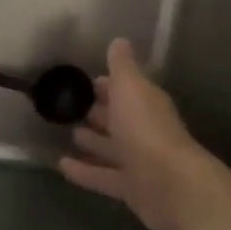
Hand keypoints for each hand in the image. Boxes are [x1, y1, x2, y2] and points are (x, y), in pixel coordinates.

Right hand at [57, 39, 230, 229]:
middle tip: (70, 106)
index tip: (84, 81)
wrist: (170, 185)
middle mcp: (143, 130)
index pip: (125, 89)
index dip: (106, 85)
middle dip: (98, 111)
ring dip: (92, 141)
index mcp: (145, 103)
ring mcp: (137, 161)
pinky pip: (102, 176)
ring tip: (68, 133)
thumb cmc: (146, 128)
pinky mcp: (130, 188)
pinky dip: (83, 172)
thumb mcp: (130, 87)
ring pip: (110, 148)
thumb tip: (119, 41)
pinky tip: (60, 166)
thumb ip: (122, 65)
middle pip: (118, 118)